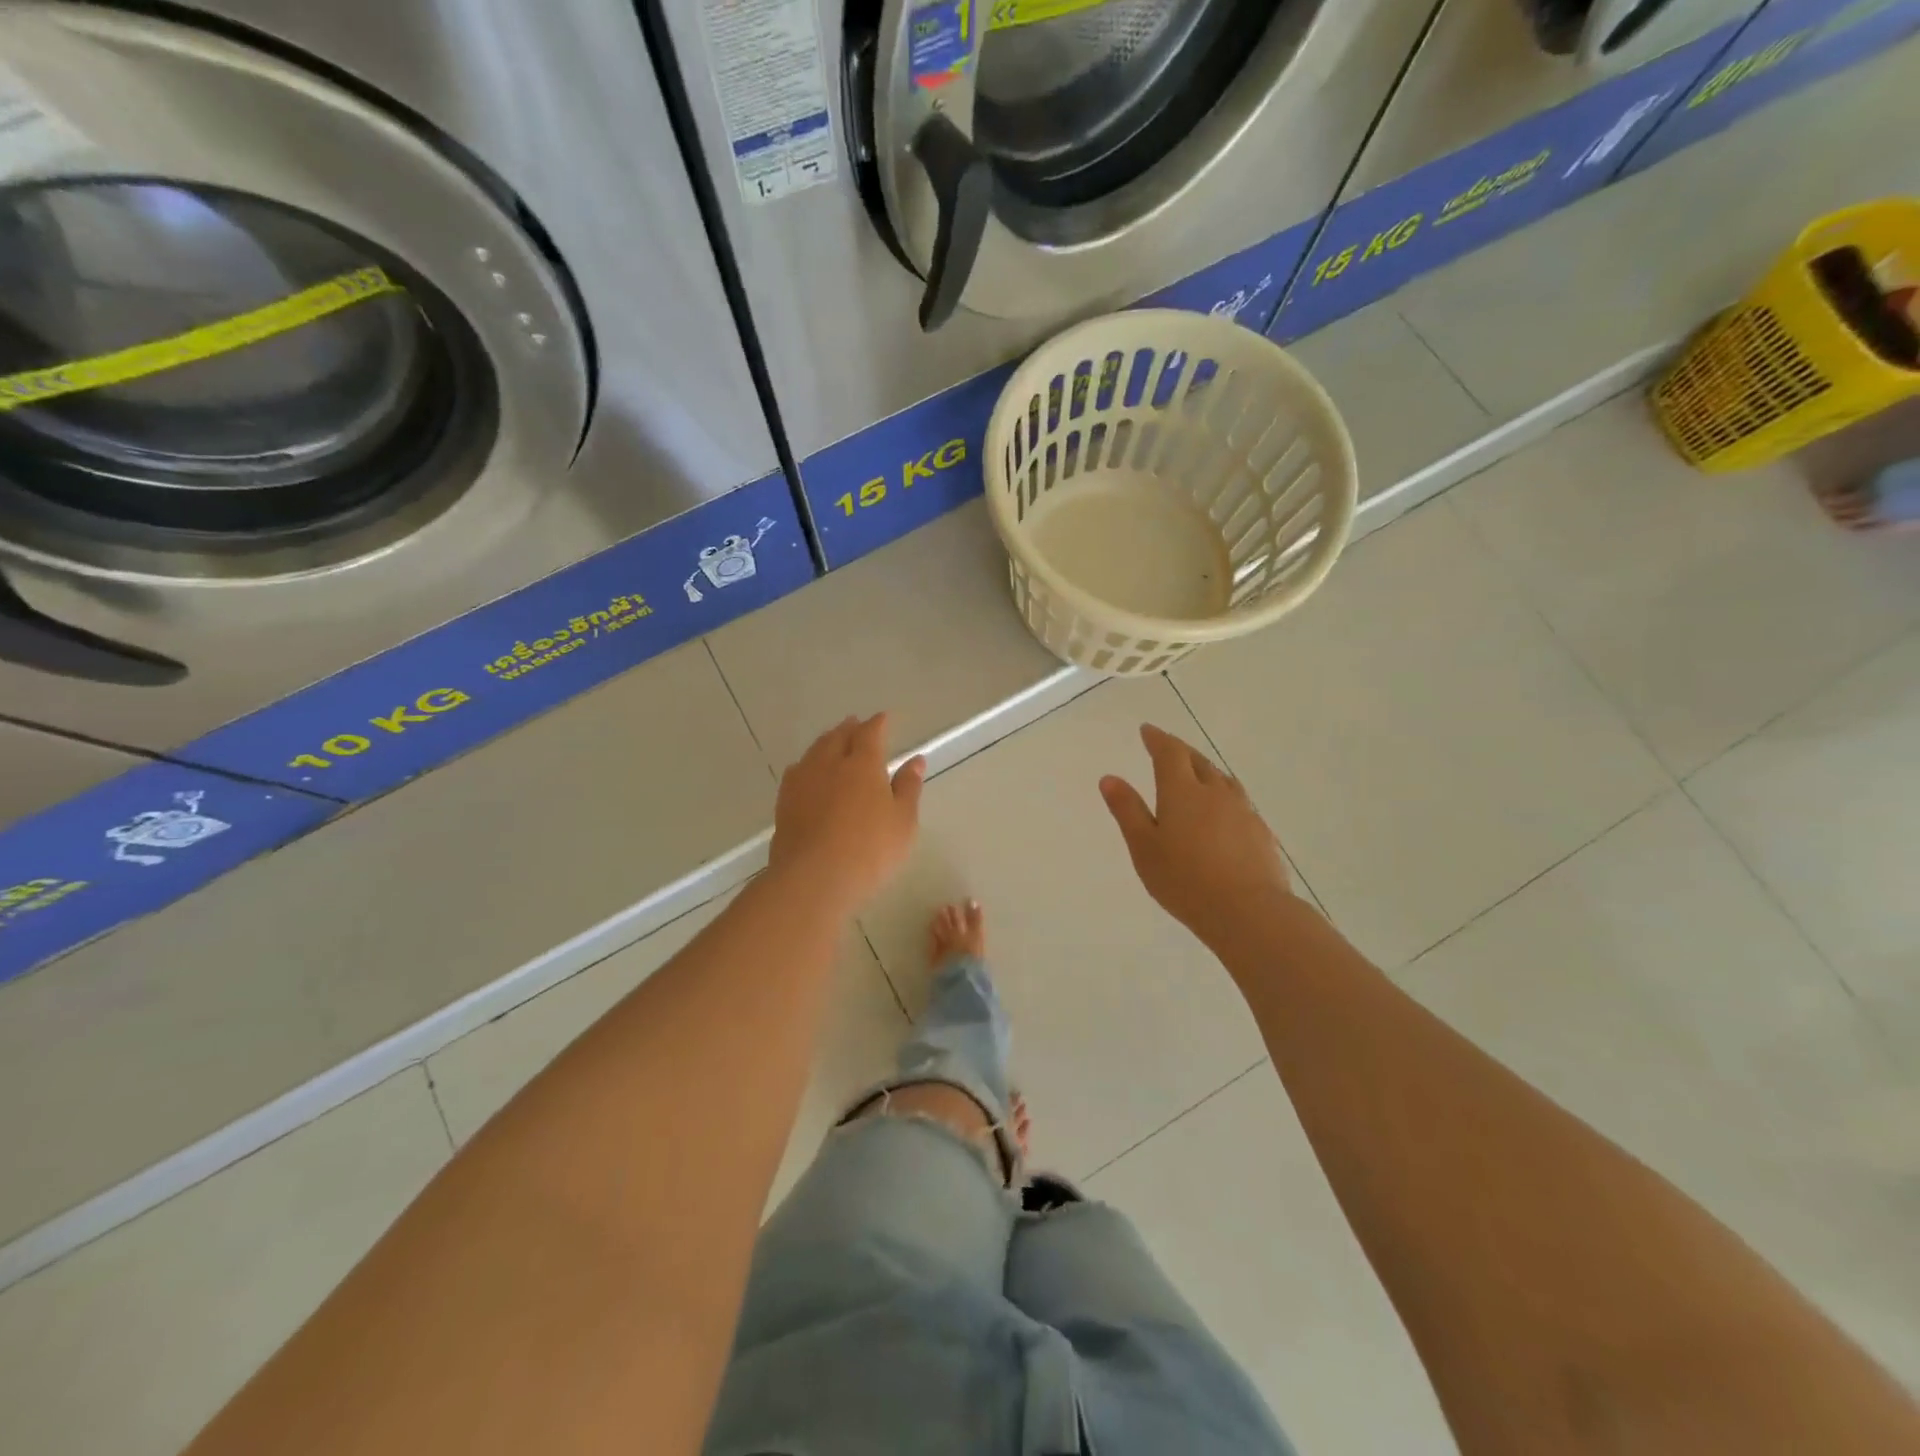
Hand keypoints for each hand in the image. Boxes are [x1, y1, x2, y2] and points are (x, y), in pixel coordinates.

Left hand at [770, 714, 923, 911]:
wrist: (813, 878)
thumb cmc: (870, 850)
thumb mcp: (902, 821)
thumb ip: (908, 787)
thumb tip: (915, 760)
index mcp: (863, 764)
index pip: (871, 733)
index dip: (878, 724)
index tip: (884, 718)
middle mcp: (830, 763)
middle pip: (838, 736)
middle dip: (849, 728)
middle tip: (856, 724)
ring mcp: (803, 781)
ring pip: (815, 750)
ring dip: (827, 741)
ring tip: (833, 741)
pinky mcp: (784, 802)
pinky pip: (797, 771)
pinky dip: (808, 763)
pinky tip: (808, 771)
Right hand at [1100, 724, 1292, 942]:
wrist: (1249, 912)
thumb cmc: (1184, 880)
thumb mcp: (1144, 847)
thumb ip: (1127, 810)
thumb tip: (1110, 777)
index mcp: (1182, 792)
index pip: (1170, 753)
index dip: (1157, 739)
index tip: (1147, 730)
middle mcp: (1215, 793)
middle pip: (1198, 761)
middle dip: (1181, 751)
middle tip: (1167, 749)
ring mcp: (1243, 811)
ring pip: (1222, 779)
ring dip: (1206, 770)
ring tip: (1197, 774)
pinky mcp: (1261, 832)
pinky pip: (1239, 802)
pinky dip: (1224, 796)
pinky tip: (1223, 812)